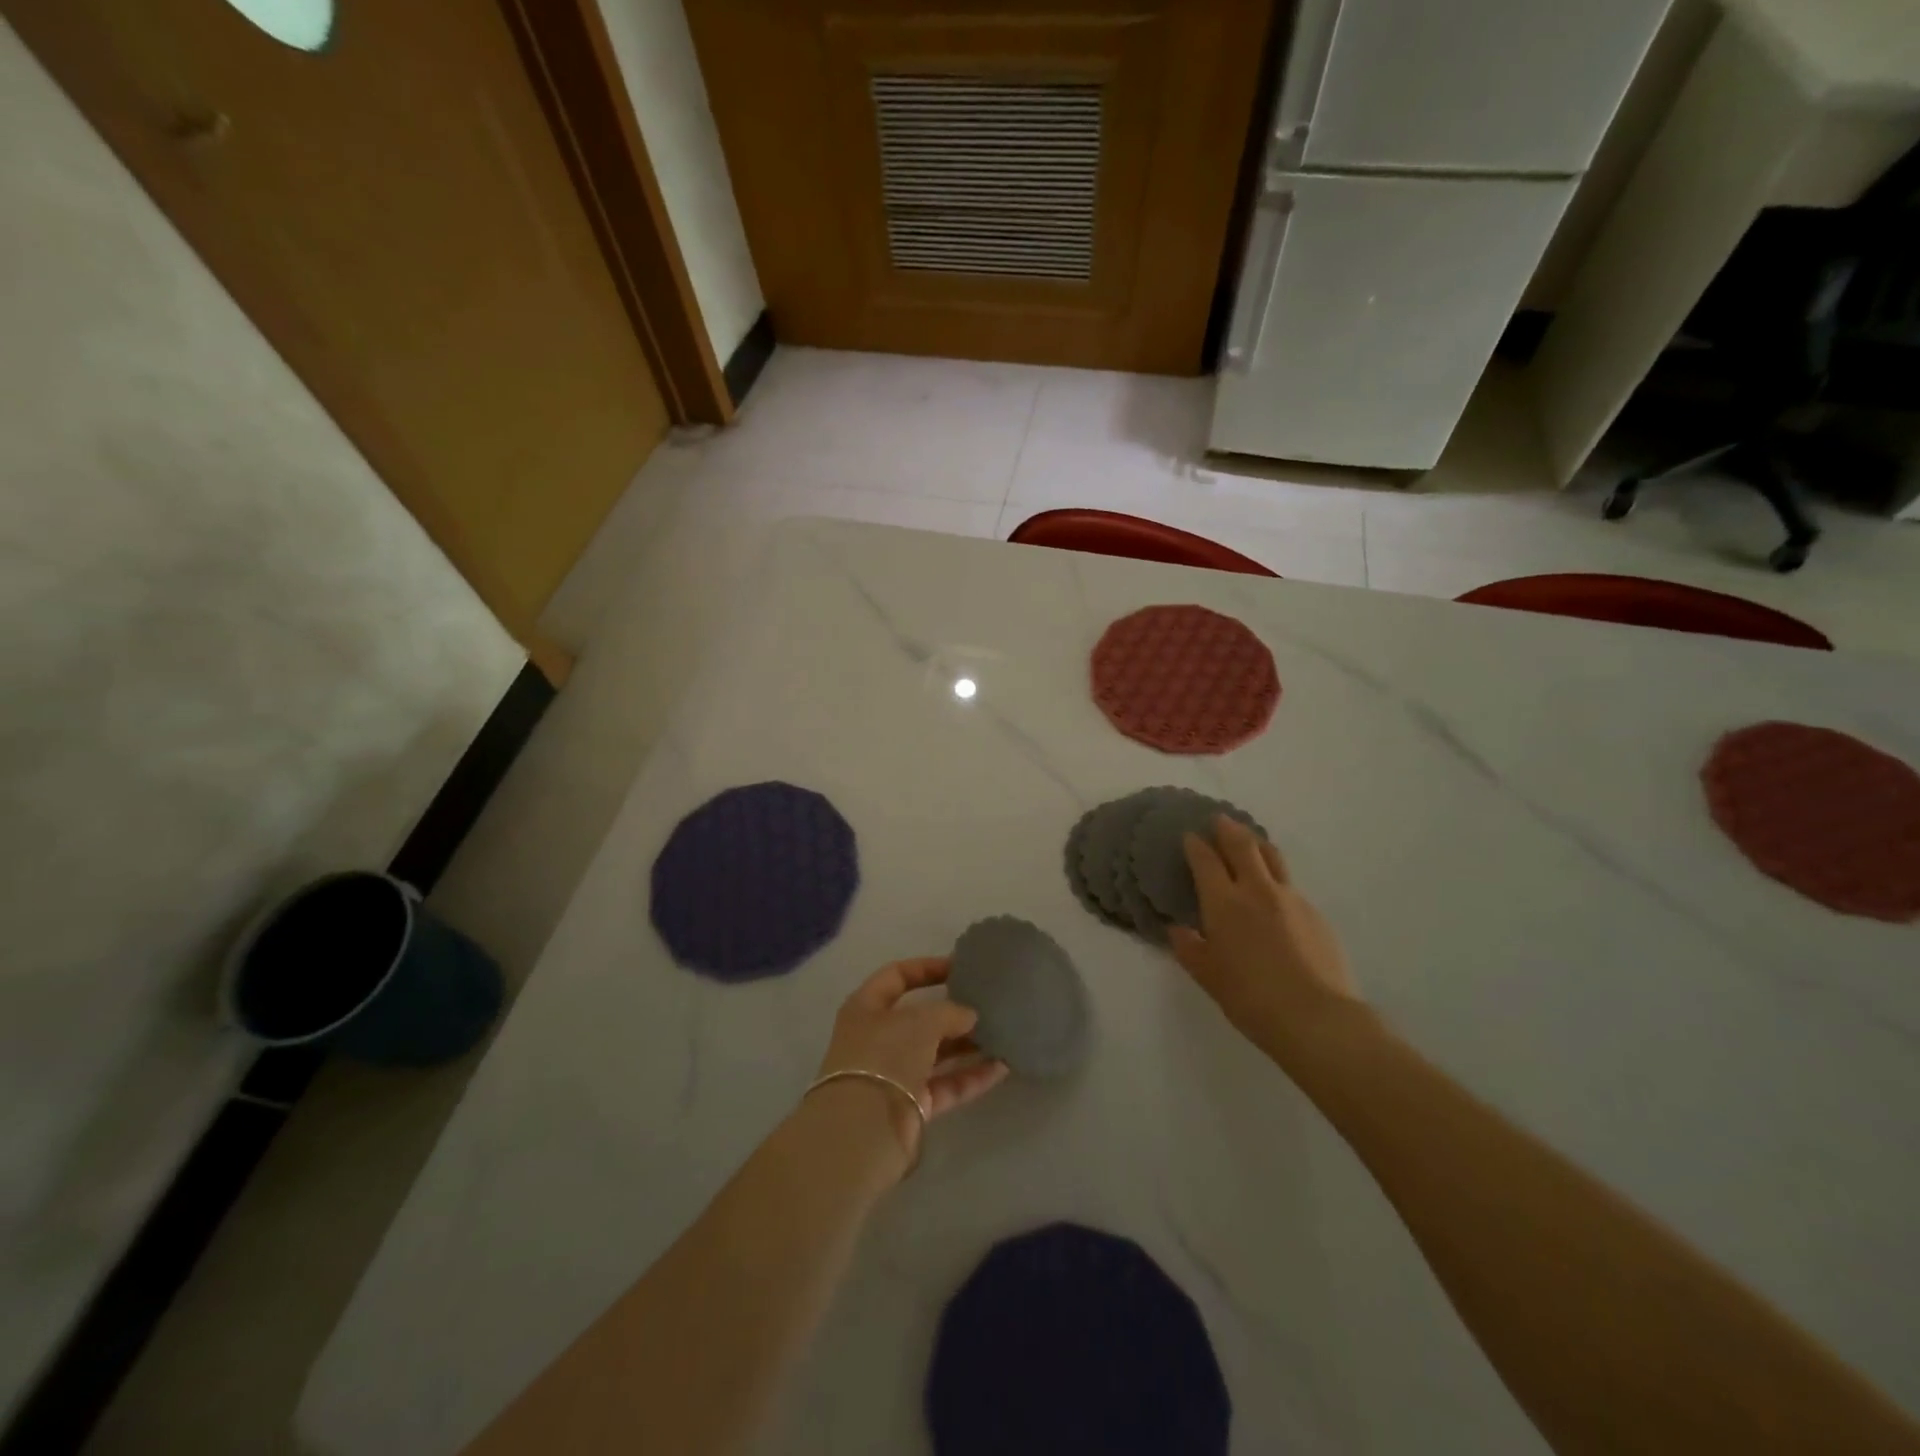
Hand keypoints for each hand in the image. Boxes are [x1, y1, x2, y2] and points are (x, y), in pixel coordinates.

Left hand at [816, 958, 1008, 1168]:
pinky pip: (946, 1084)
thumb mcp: (921, 1021)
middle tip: (988, 1004)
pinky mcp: (912, 1106)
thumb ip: (950, 1012)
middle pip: (920, 1018)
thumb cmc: (885, 1057)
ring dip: (968, 1044)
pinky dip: (972, 1076)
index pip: (896, 976)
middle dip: (954, 1012)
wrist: (864, 1131)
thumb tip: (970, 1016)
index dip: (926, 968)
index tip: (960, 966)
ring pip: (936, 1053)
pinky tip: (1002, 1067)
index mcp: (867, 1008)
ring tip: (1003, 1033)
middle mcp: (878, 1038)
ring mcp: (895, 1074)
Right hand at [1168, 816, 1359, 1055]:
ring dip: (1257, 844)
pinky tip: (1275, 895)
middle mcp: (1257, 890)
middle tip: (1219, 820)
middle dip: (1228, 829)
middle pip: (1243, 845)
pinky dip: (1276, 878)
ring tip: (1250, 842)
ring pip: (1272, 857)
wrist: (1317, 1017)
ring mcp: (1291, 898)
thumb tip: (1178, 930)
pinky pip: (1290, 885)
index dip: (1195, 845)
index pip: (1205, 860)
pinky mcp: (1316, 913)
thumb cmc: (1250, 997)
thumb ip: (1189, 948)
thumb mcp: (1207, 976)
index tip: (1189, 836)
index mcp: (1224, 902)